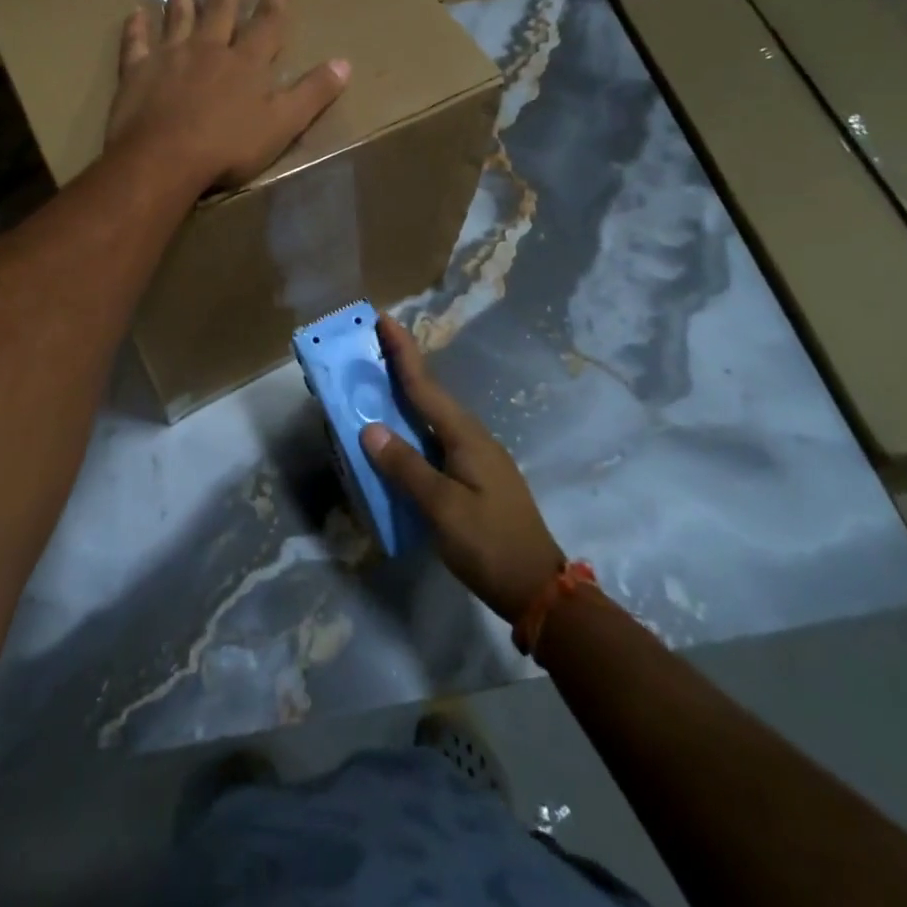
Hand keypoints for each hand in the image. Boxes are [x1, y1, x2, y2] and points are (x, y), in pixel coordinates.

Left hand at [106, 0, 348, 189]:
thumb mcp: (283, 124)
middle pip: (220, 9)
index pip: (267, 24)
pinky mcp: (137, 72)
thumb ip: (312, 93)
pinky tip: (134, 13)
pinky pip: (136, 43)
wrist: (164, 159)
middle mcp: (208, 49)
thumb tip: (345, 63)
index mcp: (246, 63)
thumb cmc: (228, 147)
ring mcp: (169, 57)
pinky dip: (136, 28)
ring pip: (178, 16)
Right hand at [360, 315, 567, 623]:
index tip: (383, 318)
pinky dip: (412, 427)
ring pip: (432, 417)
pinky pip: (435, 439)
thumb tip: (369, 429)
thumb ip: (405, 467)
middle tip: (371, 344)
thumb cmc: (489, 543)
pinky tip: (398, 436)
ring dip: (405, 395)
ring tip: (376, 382)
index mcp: (464, 435)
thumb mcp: (442, 507)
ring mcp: (475, 456)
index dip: (402, 352)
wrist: (537, 588)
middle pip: (429, 394)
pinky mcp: (473, 476)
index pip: (424, 385)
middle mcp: (471, 437)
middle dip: (401, 366)